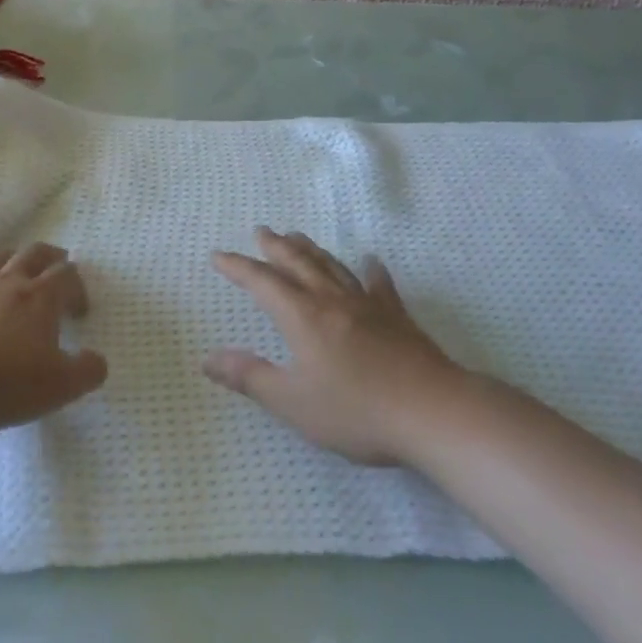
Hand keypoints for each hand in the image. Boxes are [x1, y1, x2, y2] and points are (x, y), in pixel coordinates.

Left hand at [0, 244, 105, 434]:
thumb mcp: (58, 388)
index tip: (79, 311)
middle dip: (50, 257)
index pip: (67, 275)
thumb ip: (87, 371)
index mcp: (39, 298)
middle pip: (34, 253)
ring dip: (9, 260)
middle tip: (57, 266)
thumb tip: (98, 360)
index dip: (78, 288)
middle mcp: (7, 280)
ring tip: (13, 272)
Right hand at [207, 228, 461, 466]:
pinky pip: (380, 285)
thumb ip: (250, 377)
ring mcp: (368, 305)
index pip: (262, 283)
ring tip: (298, 237)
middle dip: (276, 247)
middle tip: (262, 231)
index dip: (238, 268)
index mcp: (303, 317)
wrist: (432, 411)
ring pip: (333, 267)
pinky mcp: (397, 318)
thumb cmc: (356, 410)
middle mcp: (332, 301)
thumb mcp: (293, 402)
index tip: (219, 256)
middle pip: (299, 264)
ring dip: (312, 250)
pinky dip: (371, 270)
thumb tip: (208, 358)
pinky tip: (370, 261)